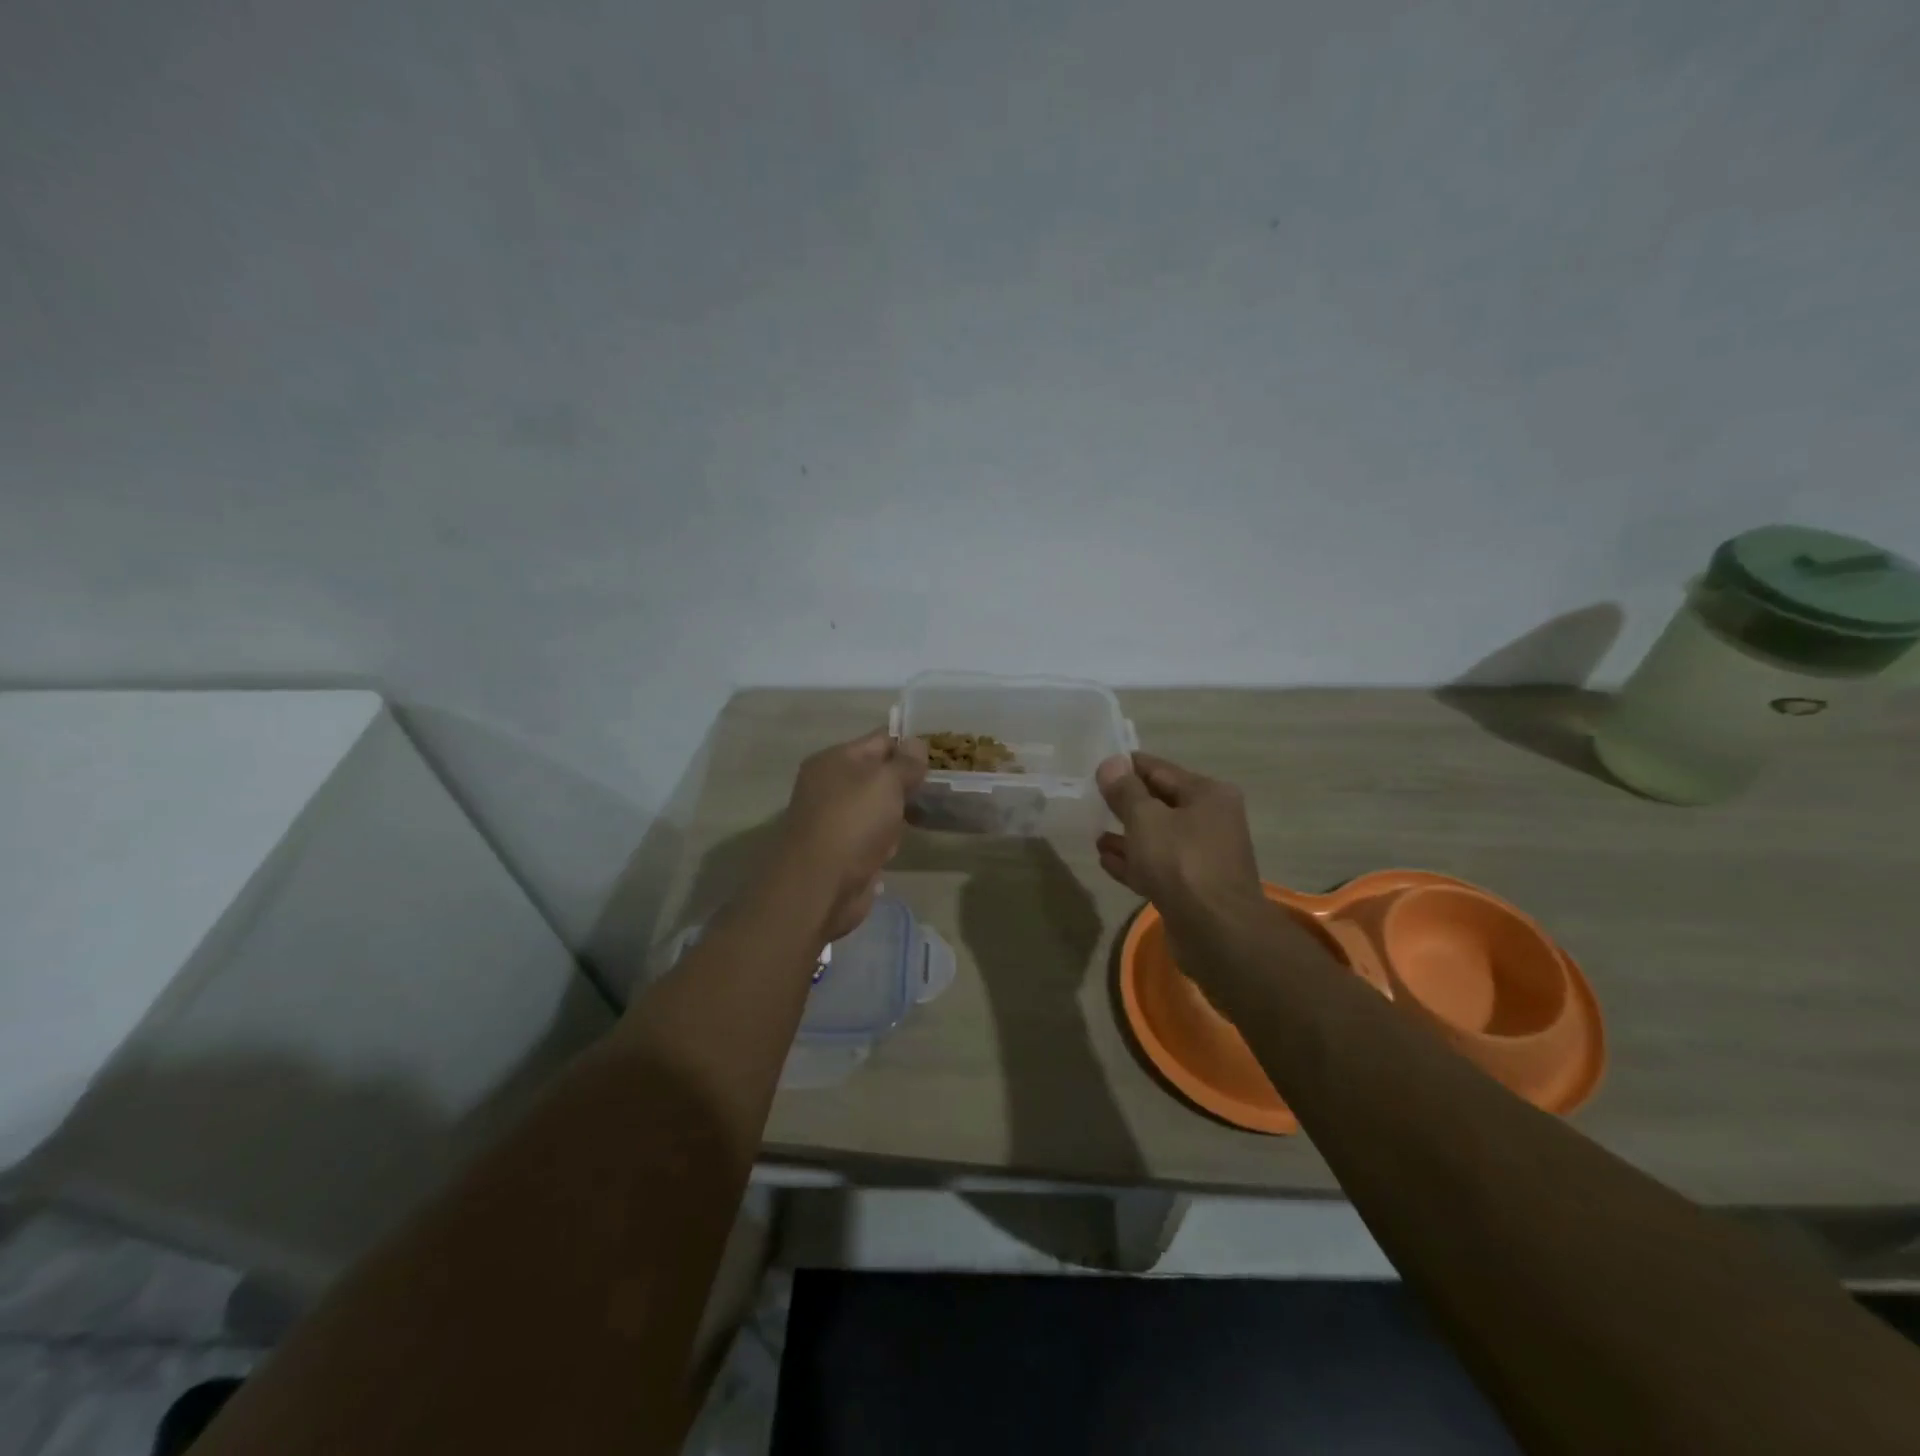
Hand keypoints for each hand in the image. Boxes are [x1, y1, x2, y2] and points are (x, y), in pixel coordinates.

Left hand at [770, 728, 927, 942]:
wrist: (821, 886)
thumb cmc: (854, 822)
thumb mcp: (886, 781)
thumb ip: (905, 762)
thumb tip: (916, 743)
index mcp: (833, 760)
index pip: (879, 740)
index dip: (910, 746)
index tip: (943, 755)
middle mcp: (829, 785)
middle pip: (877, 774)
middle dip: (907, 780)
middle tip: (942, 786)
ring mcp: (834, 819)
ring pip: (877, 806)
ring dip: (899, 812)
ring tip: (930, 813)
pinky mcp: (841, 850)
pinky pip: (873, 835)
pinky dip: (887, 839)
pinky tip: (901, 844)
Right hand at [1095, 752, 1262, 916]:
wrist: (1216, 931)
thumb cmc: (1181, 862)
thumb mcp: (1145, 818)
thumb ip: (1125, 791)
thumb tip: (1111, 763)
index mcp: (1208, 795)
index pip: (1160, 770)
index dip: (1128, 767)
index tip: (1098, 767)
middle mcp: (1211, 821)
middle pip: (1160, 804)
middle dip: (1127, 803)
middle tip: (1093, 800)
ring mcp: (1203, 857)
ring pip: (1158, 838)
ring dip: (1127, 836)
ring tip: (1096, 835)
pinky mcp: (1192, 888)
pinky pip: (1157, 866)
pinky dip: (1134, 862)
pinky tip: (1105, 860)